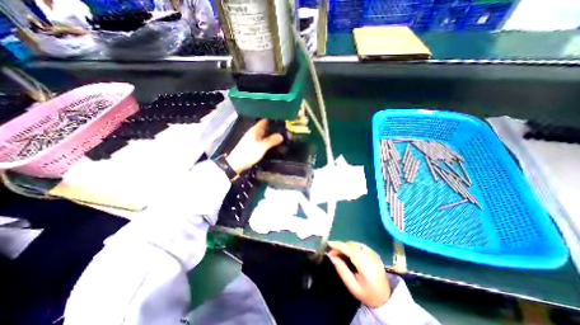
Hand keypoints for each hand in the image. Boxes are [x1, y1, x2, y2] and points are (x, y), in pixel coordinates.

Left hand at [224, 119, 282, 172]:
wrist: (236, 164)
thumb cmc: (248, 154)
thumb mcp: (262, 147)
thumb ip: (271, 141)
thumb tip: (281, 136)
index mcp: (254, 130)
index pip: (264, 121)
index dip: (272, 120)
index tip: (282, 121)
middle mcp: (253, 133)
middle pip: (264, 128)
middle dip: (273, 128)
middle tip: (284, 130)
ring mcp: (252, 139)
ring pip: (263, 135)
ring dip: (270, 135)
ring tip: (281, 137)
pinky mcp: (252, 146)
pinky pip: (262, 140)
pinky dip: (267, 141)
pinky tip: (272, 144)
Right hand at [328, 241, 391, 306]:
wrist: (385, 298)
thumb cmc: (366, 294)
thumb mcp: (352, 286)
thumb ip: (342, 270)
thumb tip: (331, 256)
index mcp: (367, 269)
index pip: (351, 251)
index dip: (339, 245)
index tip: (329, 244)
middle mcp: (372, 259)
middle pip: (353, 246)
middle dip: (341, 245)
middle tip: (332, 252)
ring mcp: (375, 255)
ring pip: (356, 244)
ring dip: (346, 245)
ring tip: (339, 252)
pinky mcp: (375, 253)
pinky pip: (360, 245)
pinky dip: (352, 246)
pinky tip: (348, 251)